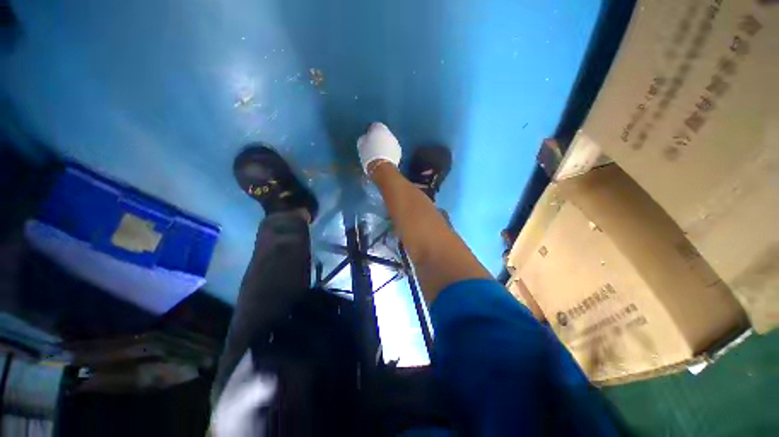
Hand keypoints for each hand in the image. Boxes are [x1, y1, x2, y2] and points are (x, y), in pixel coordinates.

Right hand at [357, 122, 401, 174]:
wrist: (381, 167)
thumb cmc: (368, 154)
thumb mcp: (361, 144)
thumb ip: (364, 139)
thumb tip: (366, 139)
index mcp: (379, 127)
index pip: (374, 126)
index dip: (371, 133)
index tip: (367, 139)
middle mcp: (390, 132)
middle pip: (384, 134)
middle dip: (379, 139)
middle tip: (373, 147)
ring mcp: (396, 142)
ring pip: (389, 142)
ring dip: (385, 146)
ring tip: (379, 155)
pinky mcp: (399, 153)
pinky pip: (393, 151)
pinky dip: (389, 153)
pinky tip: (384, 160)